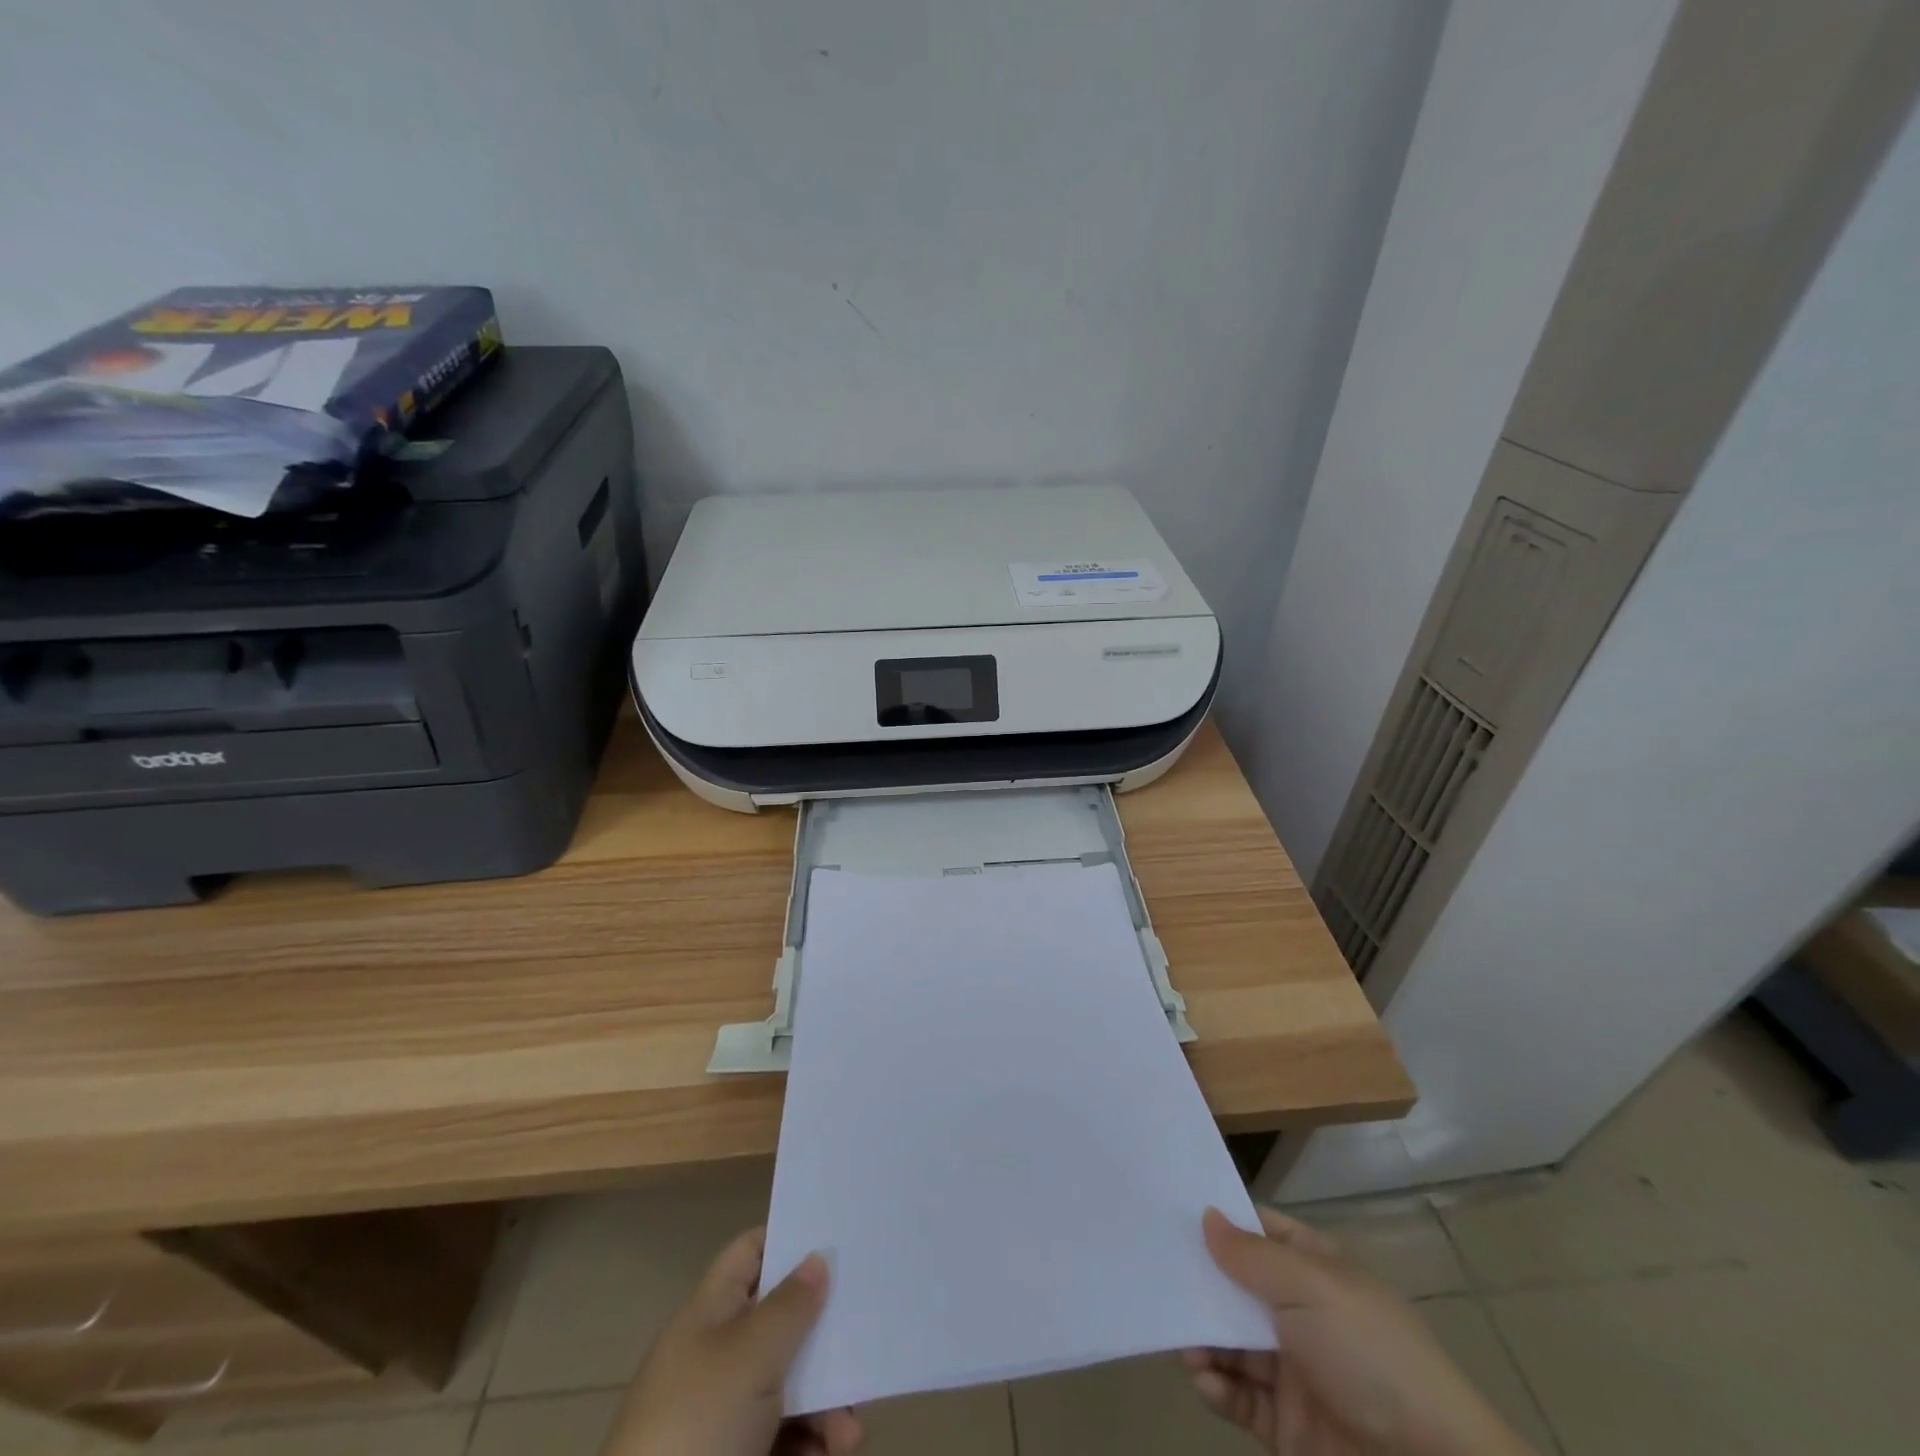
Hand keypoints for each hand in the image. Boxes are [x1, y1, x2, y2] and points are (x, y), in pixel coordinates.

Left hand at [602, 1228, 861, 1455]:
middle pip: (782, 1322)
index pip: (751, 1253)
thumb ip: (790, 1306)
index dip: (789, 1238)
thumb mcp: (749, 1356)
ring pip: (792, 1384)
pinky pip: (789, 1435)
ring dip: (829, 1402)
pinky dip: (816, 1440)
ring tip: (849, 1432)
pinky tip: (837, 1450)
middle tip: (864, 1337)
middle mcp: (718, 1355)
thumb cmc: (696, 1426)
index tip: (837, 1239)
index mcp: (709, 1314)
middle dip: (825, 1335)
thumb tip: (817, 1257)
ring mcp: (727, 1413)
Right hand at [1186, 1207, 1533, 1455]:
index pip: (1260, 1231)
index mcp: (1317, 1271)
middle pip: (1238, 1287)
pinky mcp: (1287, 1427)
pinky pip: (1241, 1398)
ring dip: (1204, 1338)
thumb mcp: (1309, 1287)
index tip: (1171, 1210)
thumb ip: (1251, 1255)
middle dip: (1201, 1283)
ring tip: (1184, 1344)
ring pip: (1233, 1343)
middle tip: (1158, 1277)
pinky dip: (1218, 1386)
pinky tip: (1204, 1378)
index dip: (1221, 1220)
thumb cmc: (1369, 1354)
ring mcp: (1295, 1371)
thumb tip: (1207, 1215)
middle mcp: (1304, 1314)